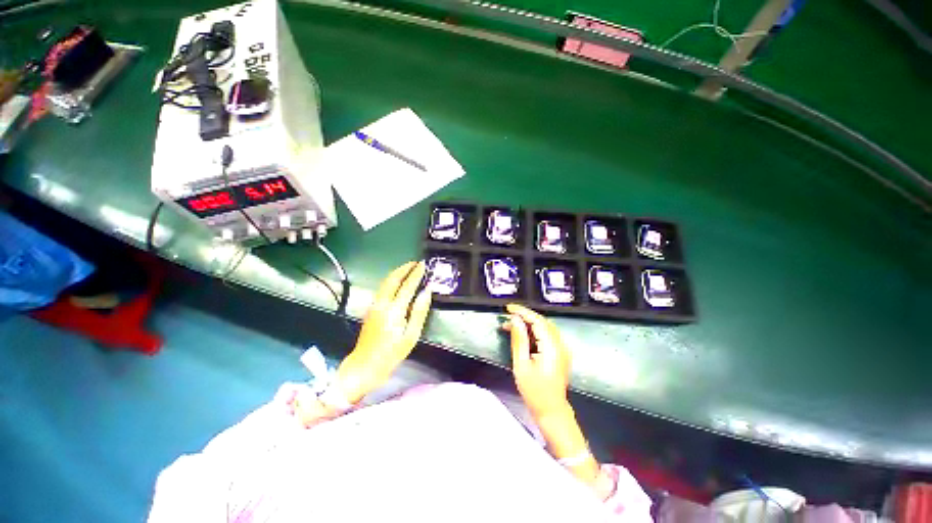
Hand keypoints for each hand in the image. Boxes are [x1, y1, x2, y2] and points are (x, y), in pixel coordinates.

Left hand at [337, 261, 431, 402]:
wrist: (364, 366)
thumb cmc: (391, 354)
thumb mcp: (411, 336)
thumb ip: (420, 312)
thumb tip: (427, 292)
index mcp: (394, 310)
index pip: (407, 285)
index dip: (416, 274)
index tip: (423, 265)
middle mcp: (382, 303)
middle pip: (392, 279)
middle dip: (404, 268)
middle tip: (416, 263)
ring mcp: (374, 305)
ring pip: (385, 282)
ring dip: (397, 272)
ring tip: (409, 268)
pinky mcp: (371, 308)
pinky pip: (382, 288)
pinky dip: (392, 280)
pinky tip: (398, 281)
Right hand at [504, 303, 571, 418]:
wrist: (552, 411)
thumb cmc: (534, 391)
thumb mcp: (521, 365)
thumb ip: (519, 340)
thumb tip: (515, 320)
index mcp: (552, 347)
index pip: (537, 321)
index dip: (523, 312)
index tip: (508, 308)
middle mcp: (561, 344)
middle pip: (542, 322)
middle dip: (524, 316)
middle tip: (507, 317)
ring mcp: (563, 348)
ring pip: (545, 327)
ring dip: (529, 323)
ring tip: (511, 325)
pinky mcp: (561, 352)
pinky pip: (548, 335)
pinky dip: (535, 331)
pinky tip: (523, 334)